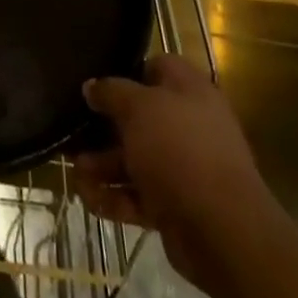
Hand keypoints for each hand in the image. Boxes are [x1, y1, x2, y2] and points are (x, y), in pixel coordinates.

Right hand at [76, 54, 273, 293]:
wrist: (223, 230)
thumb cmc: (179, 149)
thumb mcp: (138, 108)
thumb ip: (111, 92)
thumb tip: (91, 85)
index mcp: (189, 90)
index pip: (155, 68)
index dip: (126, 72)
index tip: (97, 85)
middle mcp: (189, 124)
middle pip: (140, 118)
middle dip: (104, 129)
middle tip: (74, 133)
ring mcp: (186, 167)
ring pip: (137, 159)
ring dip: (104, 166)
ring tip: (75, 173)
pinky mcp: (179, 206)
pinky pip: (141, 196)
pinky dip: (116, 198)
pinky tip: (89, 200)